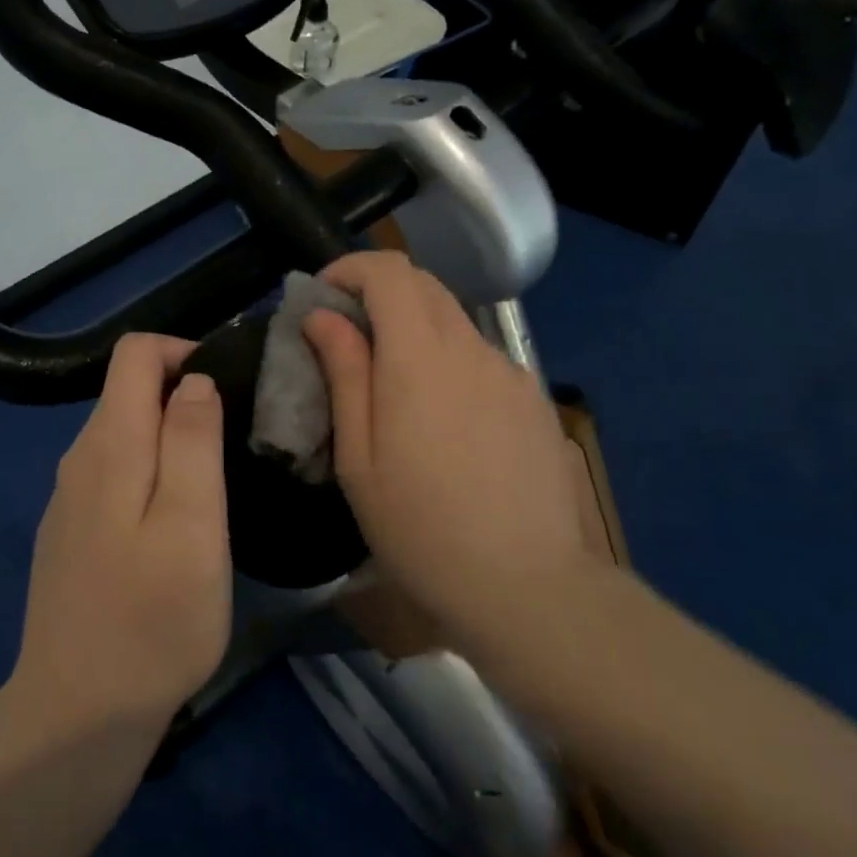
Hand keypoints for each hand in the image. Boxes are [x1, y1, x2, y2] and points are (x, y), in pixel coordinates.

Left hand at [10, 334, 230, 734]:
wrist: (76, 717)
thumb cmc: (152, 620)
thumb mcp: (193, 525)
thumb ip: (193, 441)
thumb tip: (195, 380)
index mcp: (110, 445)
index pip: (135, 352)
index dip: (184, 351)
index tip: (229, 389)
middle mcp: (79, 458)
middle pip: (129, 389)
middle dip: (184, 394)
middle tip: (235, 442)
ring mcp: (69, 498)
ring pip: (124, 433)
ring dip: (171, 436)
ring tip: (215, 482)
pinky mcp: (71, 531)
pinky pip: (114, 472)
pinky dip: (150, 471)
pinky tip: (175, 523)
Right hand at [302, 252, 601, 652]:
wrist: (527, 586)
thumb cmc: (421, 529)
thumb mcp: (359, 458)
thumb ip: (344, 374)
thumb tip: (322, 317)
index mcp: (420, 357)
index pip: (388, 271)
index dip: (350, 270)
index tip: (322, 298)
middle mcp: (471, 348)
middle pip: (424, 285)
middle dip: (378, 293)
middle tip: (347, 337)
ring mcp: (510, 372)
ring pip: (454, 321)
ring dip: (414, 329)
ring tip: (393, 388)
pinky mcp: (534, 399)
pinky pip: (481, 358)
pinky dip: (448, 360)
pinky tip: (443, 420)